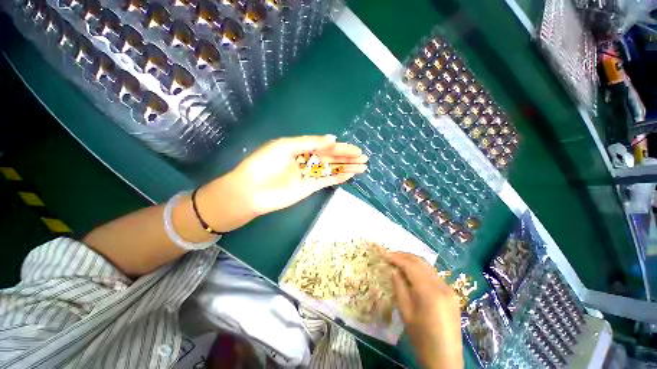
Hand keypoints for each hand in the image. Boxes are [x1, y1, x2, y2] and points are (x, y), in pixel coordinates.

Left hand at [197, 135, 367, 231]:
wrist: (251, 190)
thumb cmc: (264, 164)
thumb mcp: (285, 146)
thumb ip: (309, 142)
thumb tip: (332, 138)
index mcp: (301, 149)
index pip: (325, 147)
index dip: (341, 148)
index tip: (354, 149)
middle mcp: (307, 161)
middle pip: (332, 158)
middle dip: (348, 158)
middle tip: (364, 157)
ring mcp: (309, 175)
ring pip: (332, 170)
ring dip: (347, 168)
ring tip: (362, 167)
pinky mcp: (309, 188)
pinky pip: (326, 181)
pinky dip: (338, 178)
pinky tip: (349, 175)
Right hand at [386, 253, 463, 368]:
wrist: (445, 360)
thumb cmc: (421, 339)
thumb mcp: (405, 313)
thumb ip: (399, 287)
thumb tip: (393, 270)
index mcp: (430, 292)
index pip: (411, 266)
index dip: (396, 258)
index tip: (383, 254)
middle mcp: (442, 286)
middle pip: (421, 262)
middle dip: (404, 255)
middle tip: (389, 255)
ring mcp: (449, 289)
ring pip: (427, 266)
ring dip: (412, 261)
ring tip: (398, 261)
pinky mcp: (451, 293)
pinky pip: (432, 275)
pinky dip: (420, 269)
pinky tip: (411, 273)